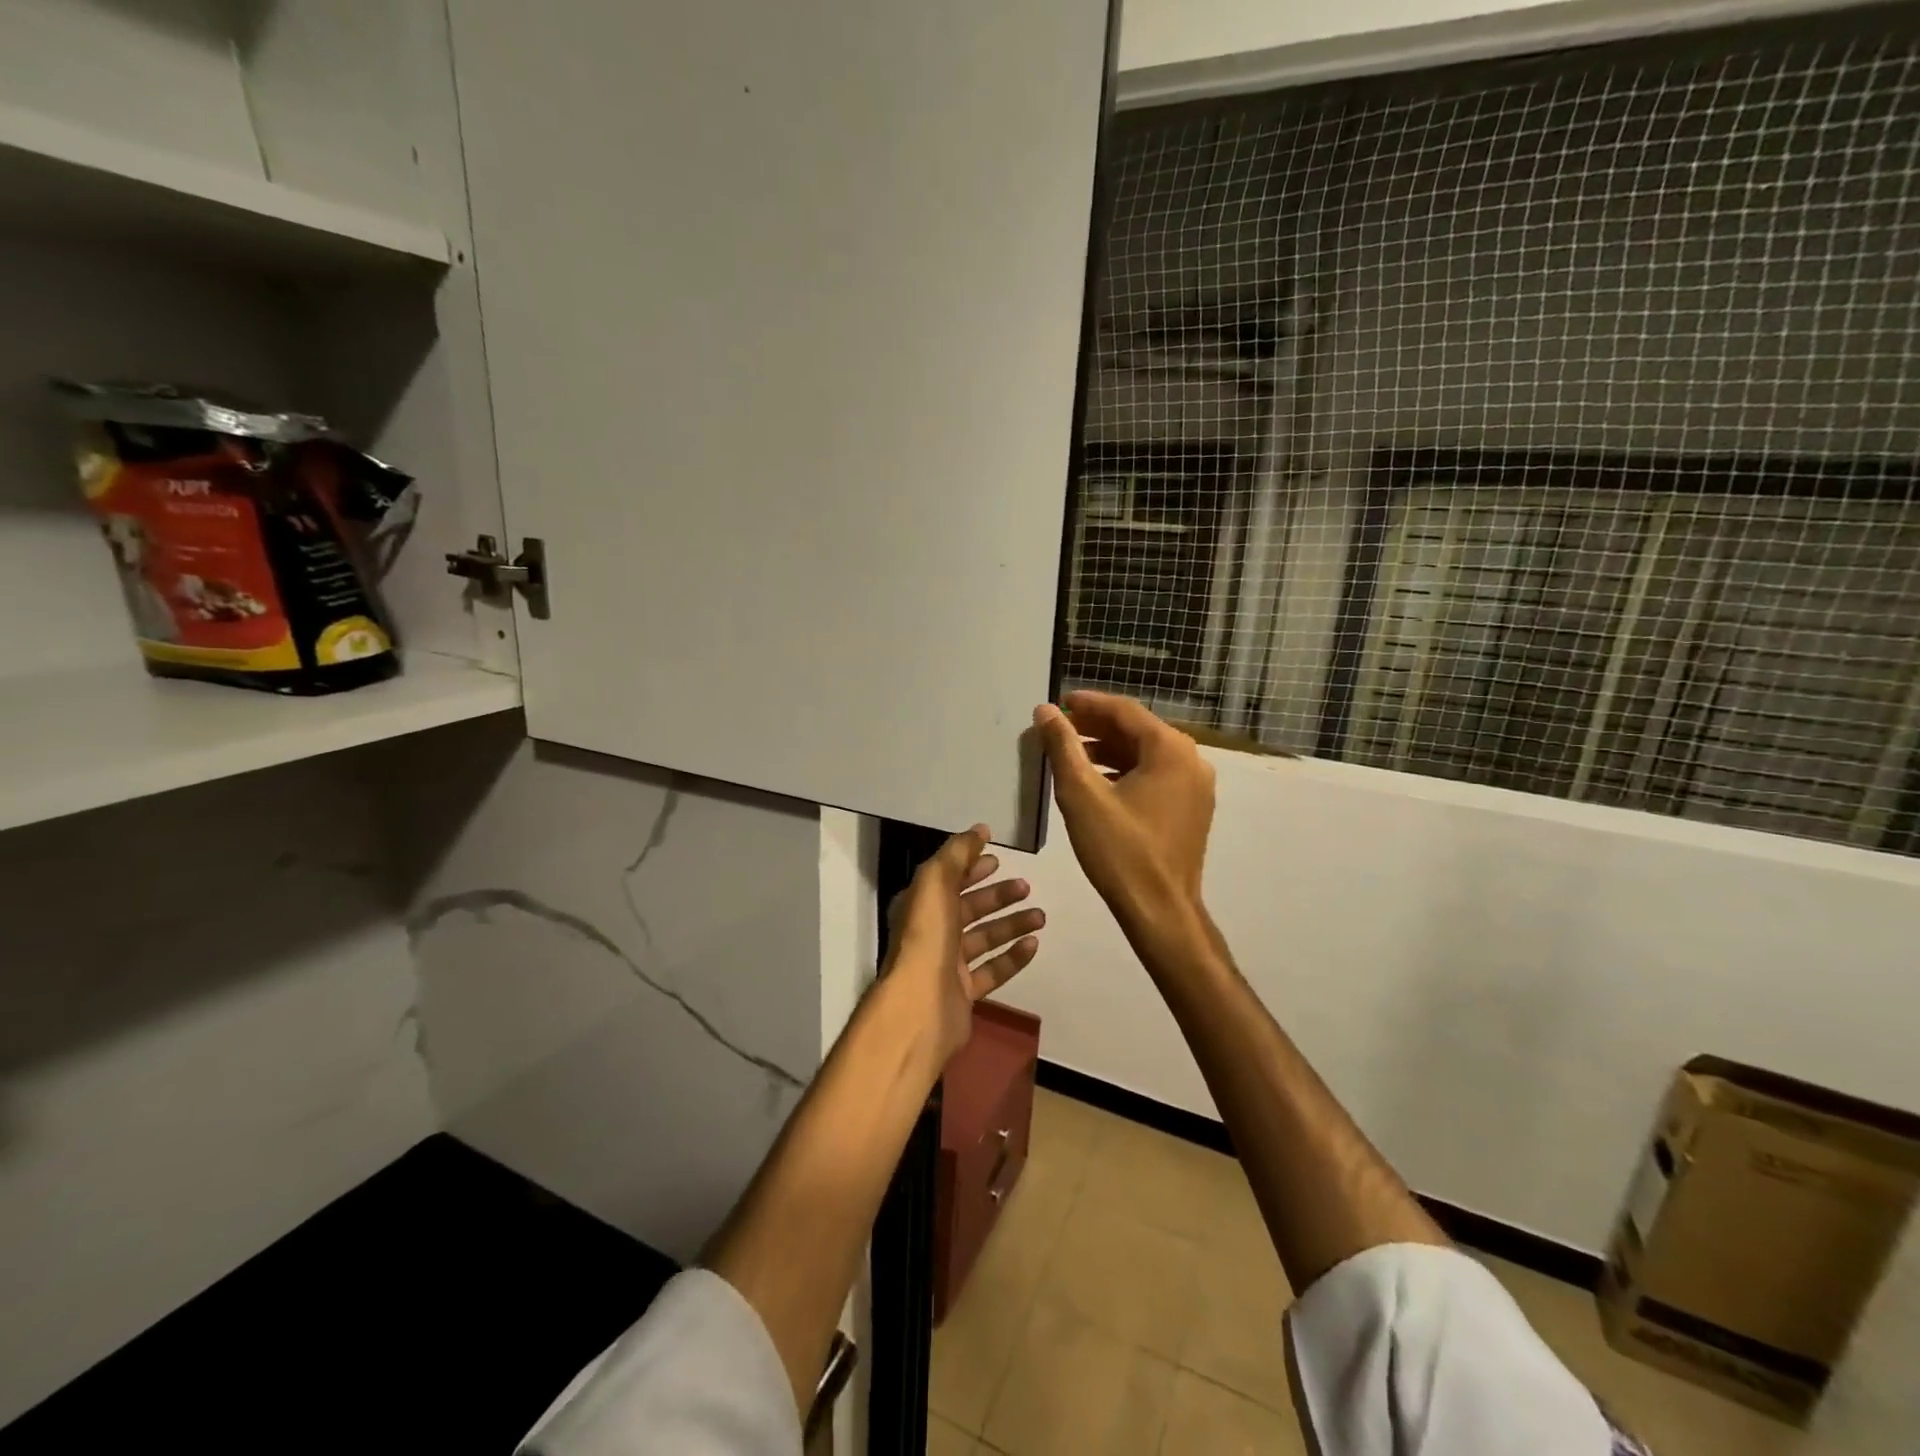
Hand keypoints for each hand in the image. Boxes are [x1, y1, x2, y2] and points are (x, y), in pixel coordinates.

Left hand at [882, 825, 1044, 1066]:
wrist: (920, 1006)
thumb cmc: (926, 937)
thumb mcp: (936, 882)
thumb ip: (958, 853)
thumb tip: (980, 830)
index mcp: (920, 905)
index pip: (948, 880)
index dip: (971, 867)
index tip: (998, 860)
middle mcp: (932, 933)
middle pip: (969, 908)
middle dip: (997, 896)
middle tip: (1026, 887)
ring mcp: (948, 965)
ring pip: (984, 938)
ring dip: (1011, 924)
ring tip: (1040, 915)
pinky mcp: (965, 993)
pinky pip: (993, 970)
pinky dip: (1013, 956)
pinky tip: (1034, 944)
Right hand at [1033, 691, 1214, 931]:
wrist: (1160, 910)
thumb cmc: (1119, 850)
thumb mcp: (1081, 794)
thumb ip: (1062, 747)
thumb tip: (1045, 711)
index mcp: (1170, 749)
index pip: (1124, 710)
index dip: (1088, 703)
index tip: (1059, 703)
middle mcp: (1191, 760)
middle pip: (1138, 730)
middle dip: (1096, 726)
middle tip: (1060, 728)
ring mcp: (1196, 786)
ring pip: (1146, 754)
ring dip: (1109, 750)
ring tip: (1071, 754)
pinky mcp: (1192, 809)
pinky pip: (1156, 776)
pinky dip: (1126, 772)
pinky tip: (1097, 782)